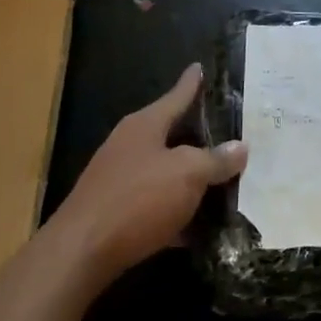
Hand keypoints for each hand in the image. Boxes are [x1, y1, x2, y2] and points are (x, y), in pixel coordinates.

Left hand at [47, 63, 247, 288]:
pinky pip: (157, 205)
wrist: (80, 254)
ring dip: (191, 178)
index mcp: (145, 125)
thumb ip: (215, 160)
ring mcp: (120, 180)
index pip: (176, 96)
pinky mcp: (116, 214)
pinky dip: (178, 211)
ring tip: (224, 180)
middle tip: (230, 132)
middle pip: (171, 134)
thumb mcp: (187, 174)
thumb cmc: (137, 199)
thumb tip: (240, 147)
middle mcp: (130, 146)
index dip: (191, 82)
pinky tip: (200, 227)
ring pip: (166, 172)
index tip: (199, 65)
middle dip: (199, 136)